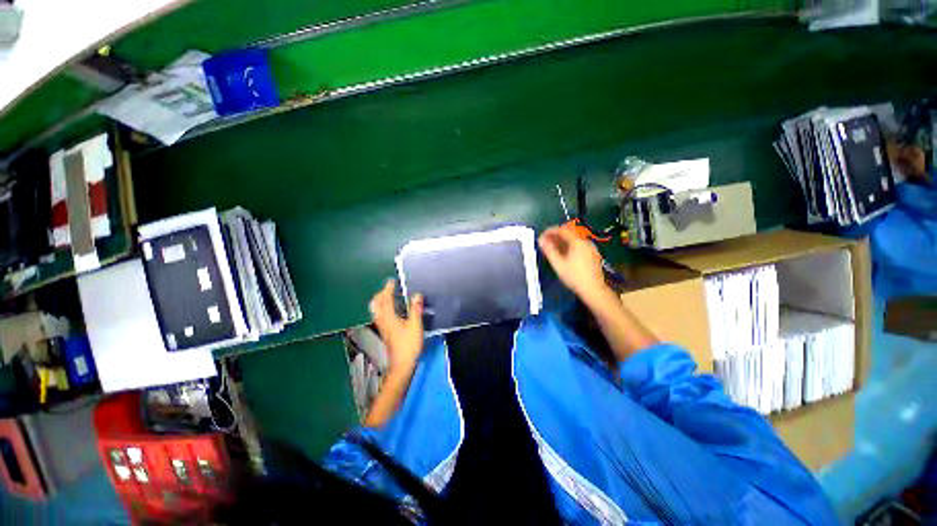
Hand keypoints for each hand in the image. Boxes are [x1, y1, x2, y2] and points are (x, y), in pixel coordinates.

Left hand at [369, 280, 424, 376]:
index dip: (388, 289)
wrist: (402, 364)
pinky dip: (382, 308)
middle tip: (388, 288)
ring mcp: (382, 327)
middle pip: (376, 304)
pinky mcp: (385, 332)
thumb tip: (416, 296)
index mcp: (389, 317)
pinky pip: (380, 316)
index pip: (386, 299)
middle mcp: (383, 321)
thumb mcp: (415, 326)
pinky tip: (390, 310)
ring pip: (376, 311)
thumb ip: (415, 309)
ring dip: (380, 301)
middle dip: (381, 294)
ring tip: (388, 296)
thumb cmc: (408, 345)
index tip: (391, 282)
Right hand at [539, 225, 609, 299]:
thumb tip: (541, 241)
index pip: (562, 230)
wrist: (594, 290)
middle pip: (568, 234)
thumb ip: (549, 250)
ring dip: (561, 242)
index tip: (541, 236)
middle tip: (544, 243)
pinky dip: (568, 247)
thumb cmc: (574, 277)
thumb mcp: (558, 264)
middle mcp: (585, 242)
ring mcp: (590, 248)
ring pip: (573, 241)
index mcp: (577, 242)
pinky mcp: (592, 255)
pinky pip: (578, 246)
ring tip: (551, 249)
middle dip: (555, 237)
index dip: (550, 231)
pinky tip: (562, 255)